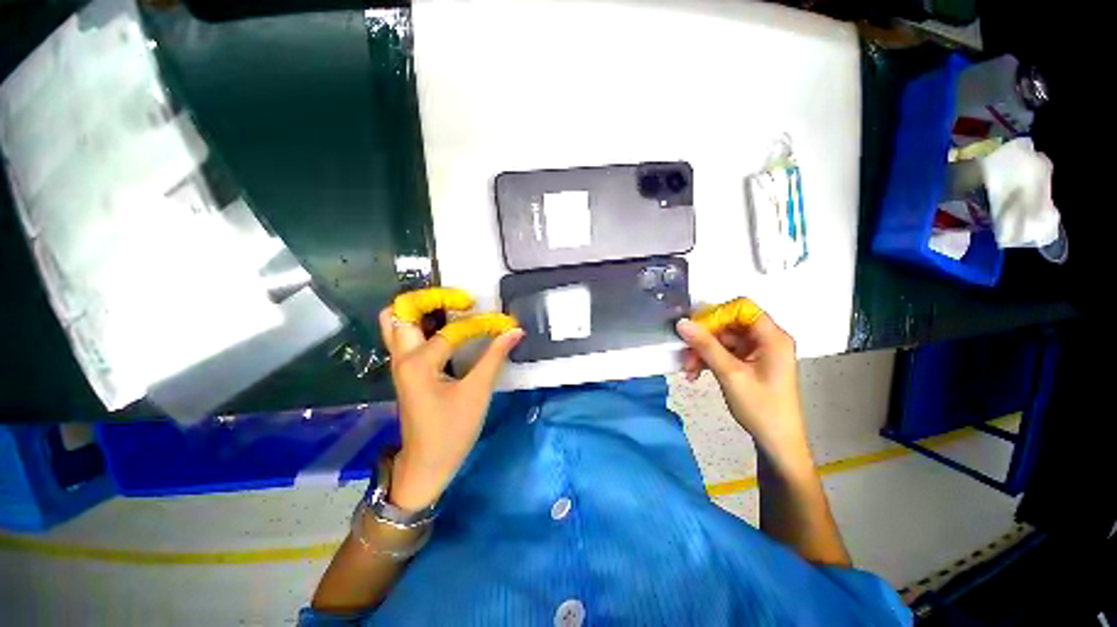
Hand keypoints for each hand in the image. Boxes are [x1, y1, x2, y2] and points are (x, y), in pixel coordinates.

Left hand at [377, 292, 522, 510]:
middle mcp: (403, 357)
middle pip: (400, 312)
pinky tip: (448, 328)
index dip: (482, 324)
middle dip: (430, 299)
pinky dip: (423, 324)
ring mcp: (400, 364)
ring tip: (454, 309)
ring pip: (398, 322)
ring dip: (422, 310)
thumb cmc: (451, 432)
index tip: (504, 324)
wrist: (425, 466)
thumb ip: (495, 357)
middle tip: (461, 301)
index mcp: (418, 363)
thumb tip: (515, 331)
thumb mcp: (477, 393)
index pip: (453, 330)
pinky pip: (406, 336)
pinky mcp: (406, 370)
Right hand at [676, 306, 808, 464]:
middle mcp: (766, 339)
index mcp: (772, 337)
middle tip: (686, 353)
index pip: (742, 307)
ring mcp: (757, 351)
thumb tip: (682, 323)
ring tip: (689, 369)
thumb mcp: (730, 374)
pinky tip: (695, 373)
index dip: (717, 314)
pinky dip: (709, 359)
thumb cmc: (760, 408)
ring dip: (703, 351)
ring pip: (722, 338)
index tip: (696, 329)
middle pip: (729, 323)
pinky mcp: (749, 362)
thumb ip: (705, 345)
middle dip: (704, 337)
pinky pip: (724, 351)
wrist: (776, 442)